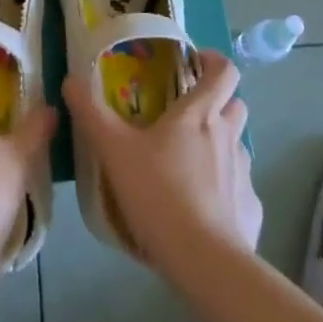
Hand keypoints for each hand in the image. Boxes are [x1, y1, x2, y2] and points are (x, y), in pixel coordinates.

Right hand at [63, 50, 261, 270]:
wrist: (203, 260)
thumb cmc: (159, 193)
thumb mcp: (114, 150)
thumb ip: (91, 113)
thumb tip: (70, 80)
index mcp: (199, 113)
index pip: (224, 70)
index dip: (214, 61)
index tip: (196, 63)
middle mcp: (228, 135)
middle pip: (236, 103)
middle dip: (219, 101)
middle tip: (188, 114)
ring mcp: (245, 173)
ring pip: (238, 145)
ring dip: (222, 144)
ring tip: (192, 163)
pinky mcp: (252, 209)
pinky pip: (241, 189)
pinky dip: (227, 190)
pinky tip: (205, 209)